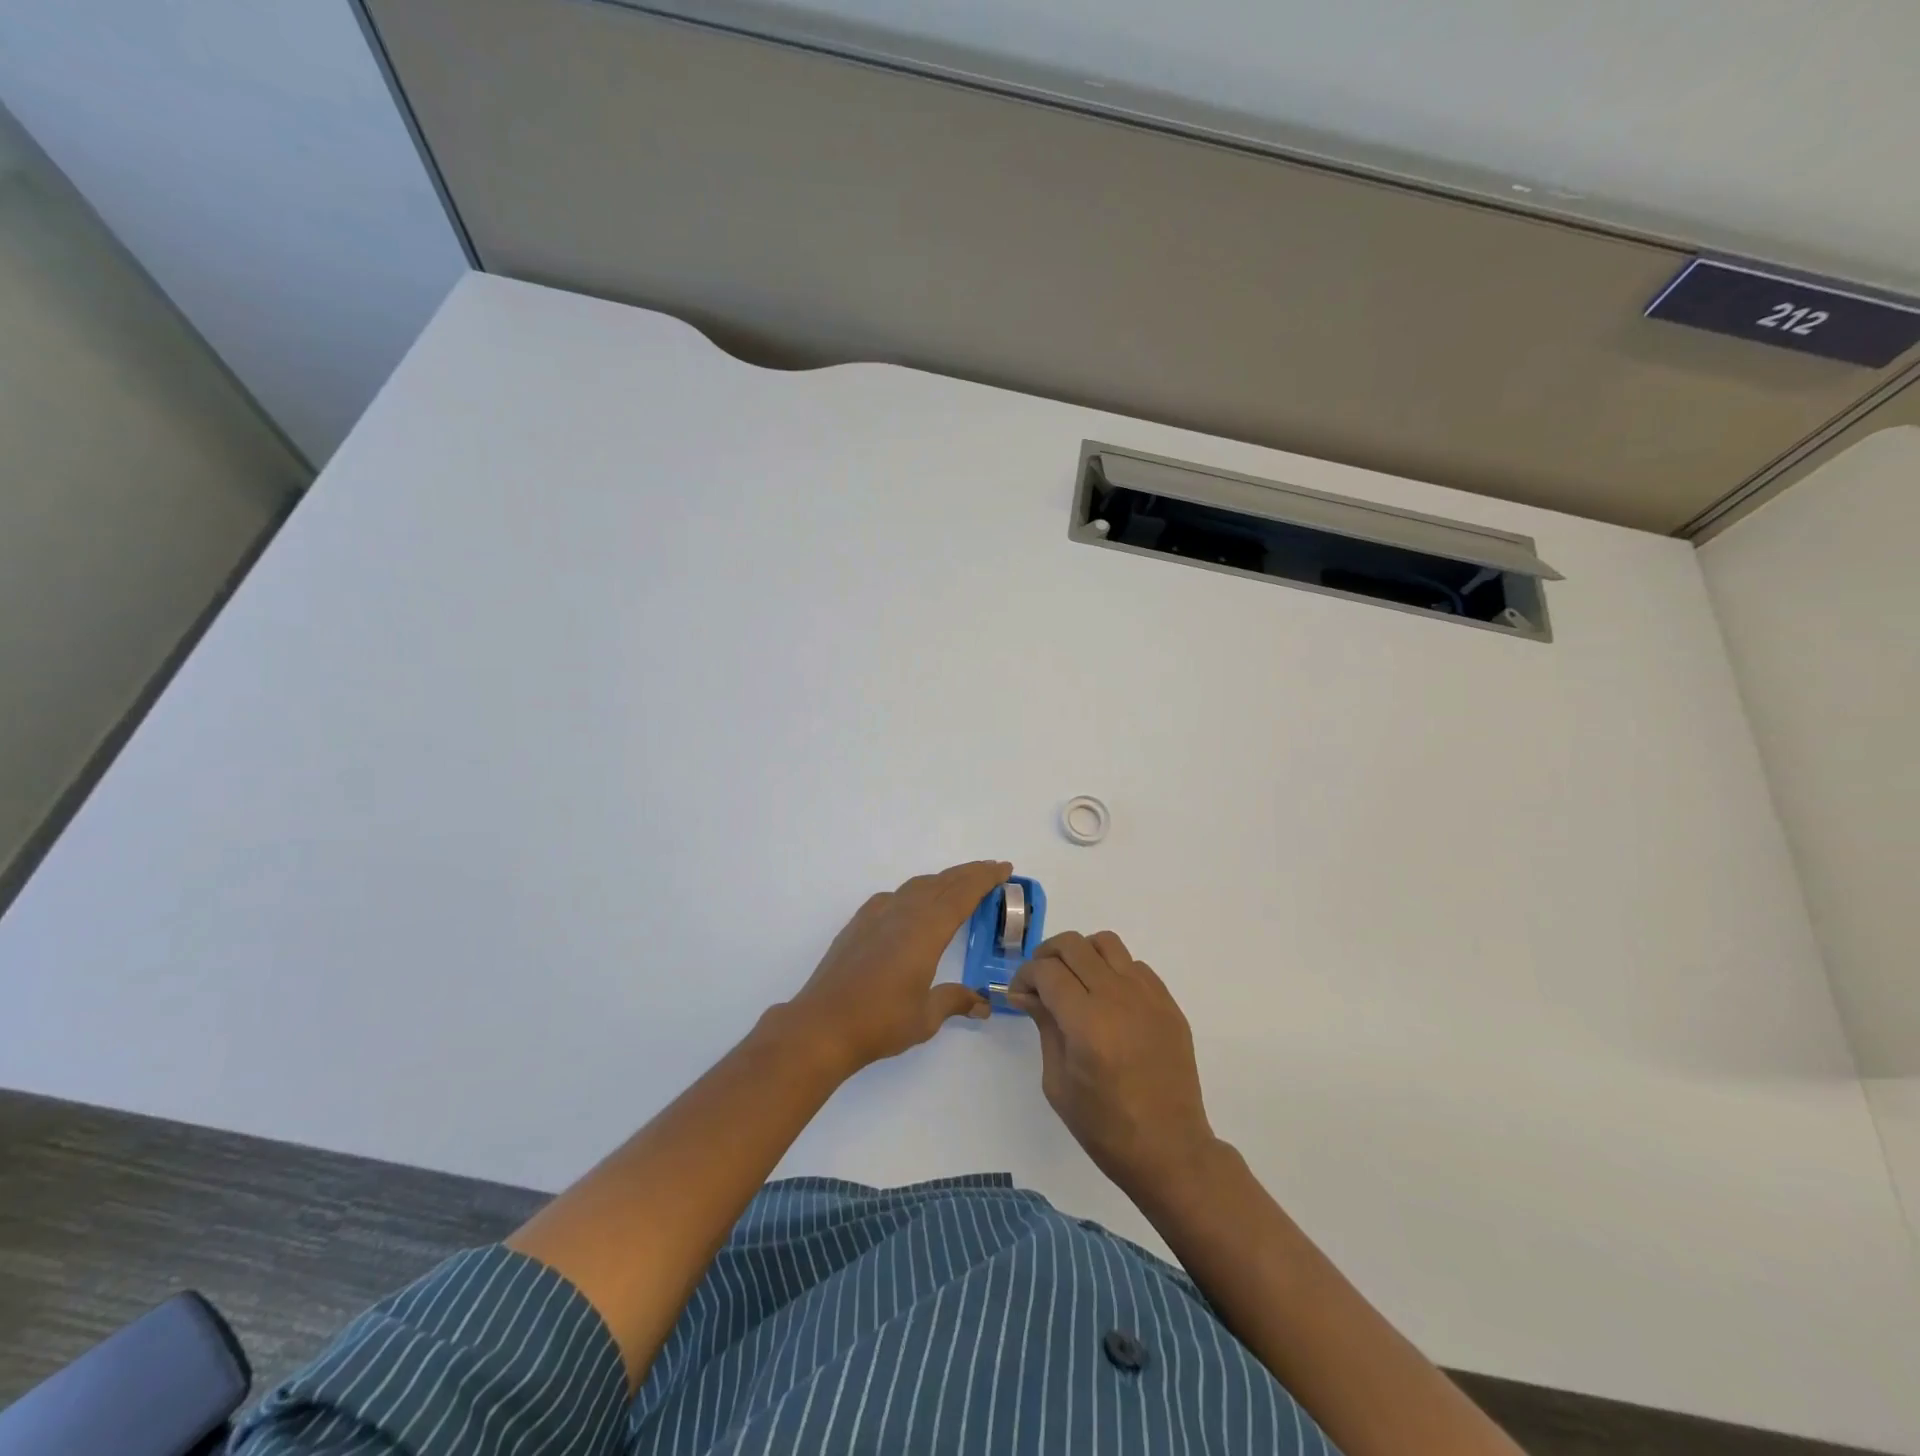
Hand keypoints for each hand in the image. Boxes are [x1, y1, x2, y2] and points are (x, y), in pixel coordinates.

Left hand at [786, 860, 1006, 1074]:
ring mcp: (876, 916)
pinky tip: (911, 904)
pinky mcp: (858, 925)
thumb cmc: (880, 1022)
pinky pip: (893, 897)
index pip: (962, 894)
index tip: (1004, 868)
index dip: (984, 879)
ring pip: (916, 886)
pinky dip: (913, 892)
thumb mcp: (926, 1017)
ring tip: (957, 884)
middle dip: (968, 874)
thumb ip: (954, 1001)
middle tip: (991, 870)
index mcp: (925, 931)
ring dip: (941, 880)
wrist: (822, 1026)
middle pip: (941, 883)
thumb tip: (982, 1004)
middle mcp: (902, 914)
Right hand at [1006, 930, 1216, 1196]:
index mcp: (1087, 1023)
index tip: (1018, 994)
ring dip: (1082, 954)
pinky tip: (1108, 1000)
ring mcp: (1148, 996)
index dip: (1025, 976)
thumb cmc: (1105, 1127)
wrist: (1170, 1149)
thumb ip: (1044, 1026)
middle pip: (1073, 945)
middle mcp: (1118, 998)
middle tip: (1039, 982)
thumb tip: (1027, 993)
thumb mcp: (1058, 1082)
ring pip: (1106, 943)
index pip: (1046, 970)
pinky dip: (1113, 970)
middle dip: (1047, 956)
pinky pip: (1134, 965)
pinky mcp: (1168, 1003)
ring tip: (1074, 982)